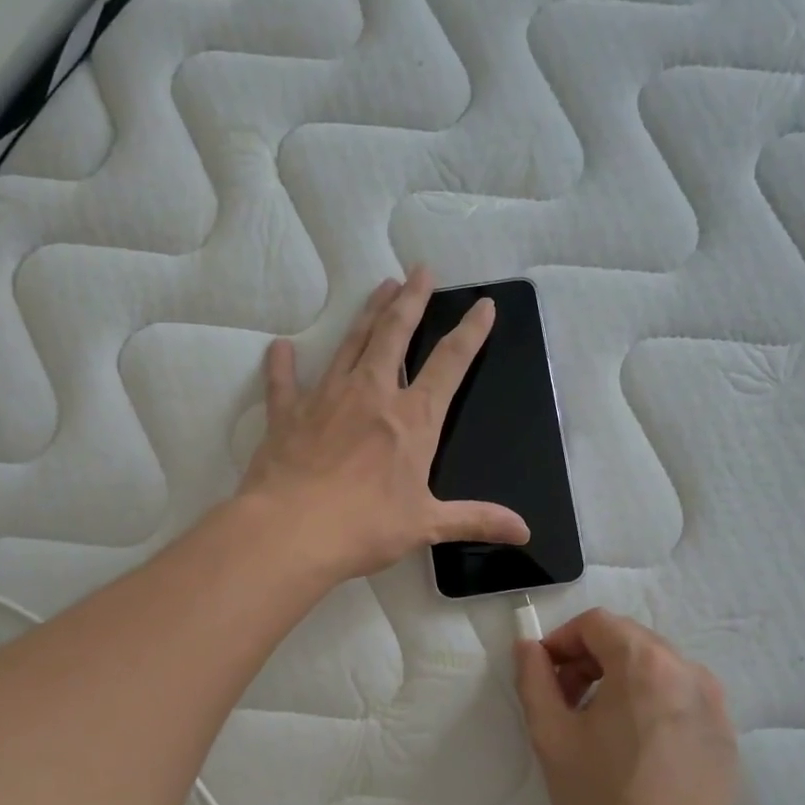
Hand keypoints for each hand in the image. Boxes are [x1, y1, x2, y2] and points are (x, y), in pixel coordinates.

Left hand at [240, 269, 529, 581]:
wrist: (291, 532)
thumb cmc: (365, 527)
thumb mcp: (427, 525)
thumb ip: (476, 520)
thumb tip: (524, 532)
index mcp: (412, 419)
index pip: (449, 363)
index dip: (470, 332)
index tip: (483, 305)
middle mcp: (371, 394)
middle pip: (395, 335)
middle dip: (412, 300)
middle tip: (420, 271)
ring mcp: (326, 398)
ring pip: (350, 343)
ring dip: (367, 314)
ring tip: (380, 287)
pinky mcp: (288, 414)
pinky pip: (284, 382)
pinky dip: (282, 365)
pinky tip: (280, 348)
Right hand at [515, 609, 738, 804]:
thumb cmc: (604, 802)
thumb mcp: (552, 737)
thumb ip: (534, 679)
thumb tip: (528, 647)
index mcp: (645, 663)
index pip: (597, 623)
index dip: (561, 641)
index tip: (544, 675)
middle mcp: (687, 669)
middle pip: (627, 640)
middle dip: (588, 659)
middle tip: (565, 702)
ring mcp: (712, 701)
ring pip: (654, 666)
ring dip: (618, 679)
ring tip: (597, 726)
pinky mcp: (724, 731)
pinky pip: (677, 695)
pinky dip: (648, 701)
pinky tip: (633, 747)